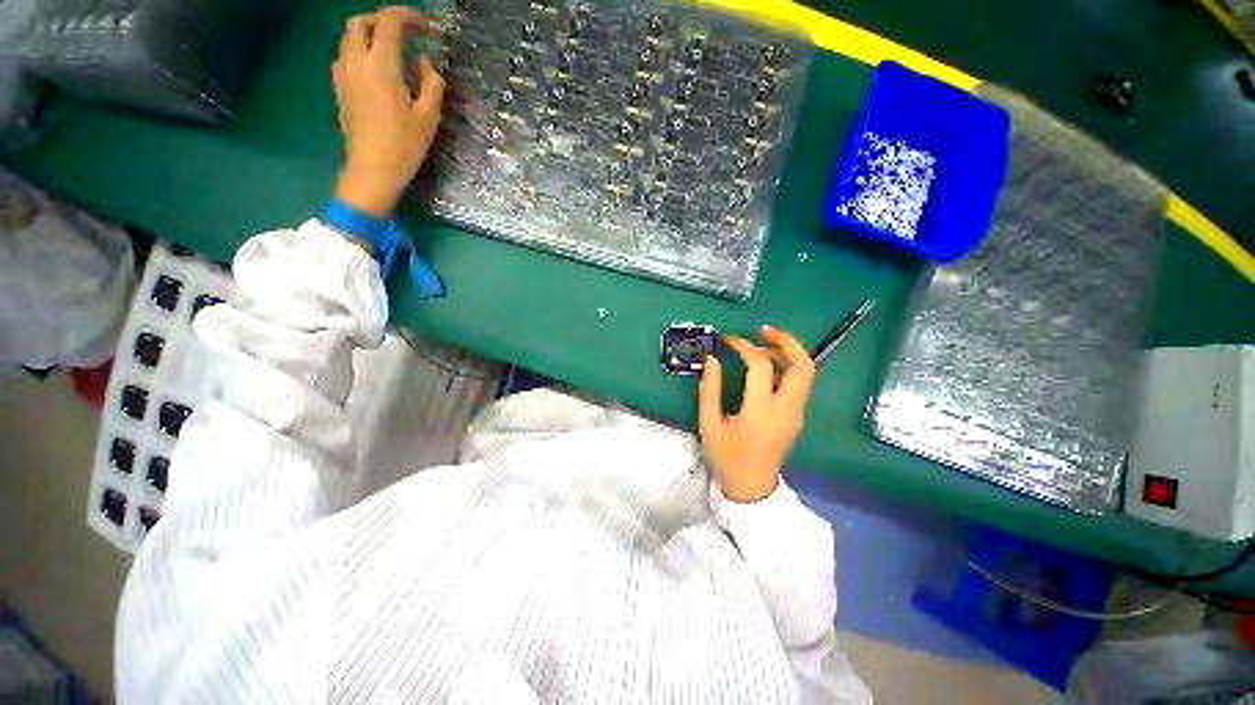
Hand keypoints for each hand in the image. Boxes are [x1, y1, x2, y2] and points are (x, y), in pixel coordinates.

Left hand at [332, 6, 445, 217]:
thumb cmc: (404, 144)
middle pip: (361, 22)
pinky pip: (345, 57)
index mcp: (381, 63)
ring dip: (369, 35)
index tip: (429, 29)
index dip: (410, 17)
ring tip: (391, 51)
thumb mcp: (429, 117)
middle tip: (405, 35)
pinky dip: (359, 52)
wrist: (372, 169)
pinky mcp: (340, 89)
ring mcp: (344, 74)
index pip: (390, 21)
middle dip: (383, 21)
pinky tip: (374, 70)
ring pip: (349, 38)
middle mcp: (357, 61)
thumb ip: (431, 84)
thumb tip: (425, 64)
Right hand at [698, 326, 815, 502]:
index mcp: (761, 411)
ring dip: (788, 353)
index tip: (729, 341)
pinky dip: (787, 367)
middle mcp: (786, 409)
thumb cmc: (727, 458)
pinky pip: (799, 384)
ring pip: (806, 373)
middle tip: (763, 331)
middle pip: (803, 365)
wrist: (752, 489)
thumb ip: (709, 390)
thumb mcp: (709, 425)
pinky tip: (766, 367)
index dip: (745, 347)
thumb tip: (711, 360)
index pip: (761, 366)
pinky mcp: (797, 417)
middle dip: (786, 341)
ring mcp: (796, 413)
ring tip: (762, 345)